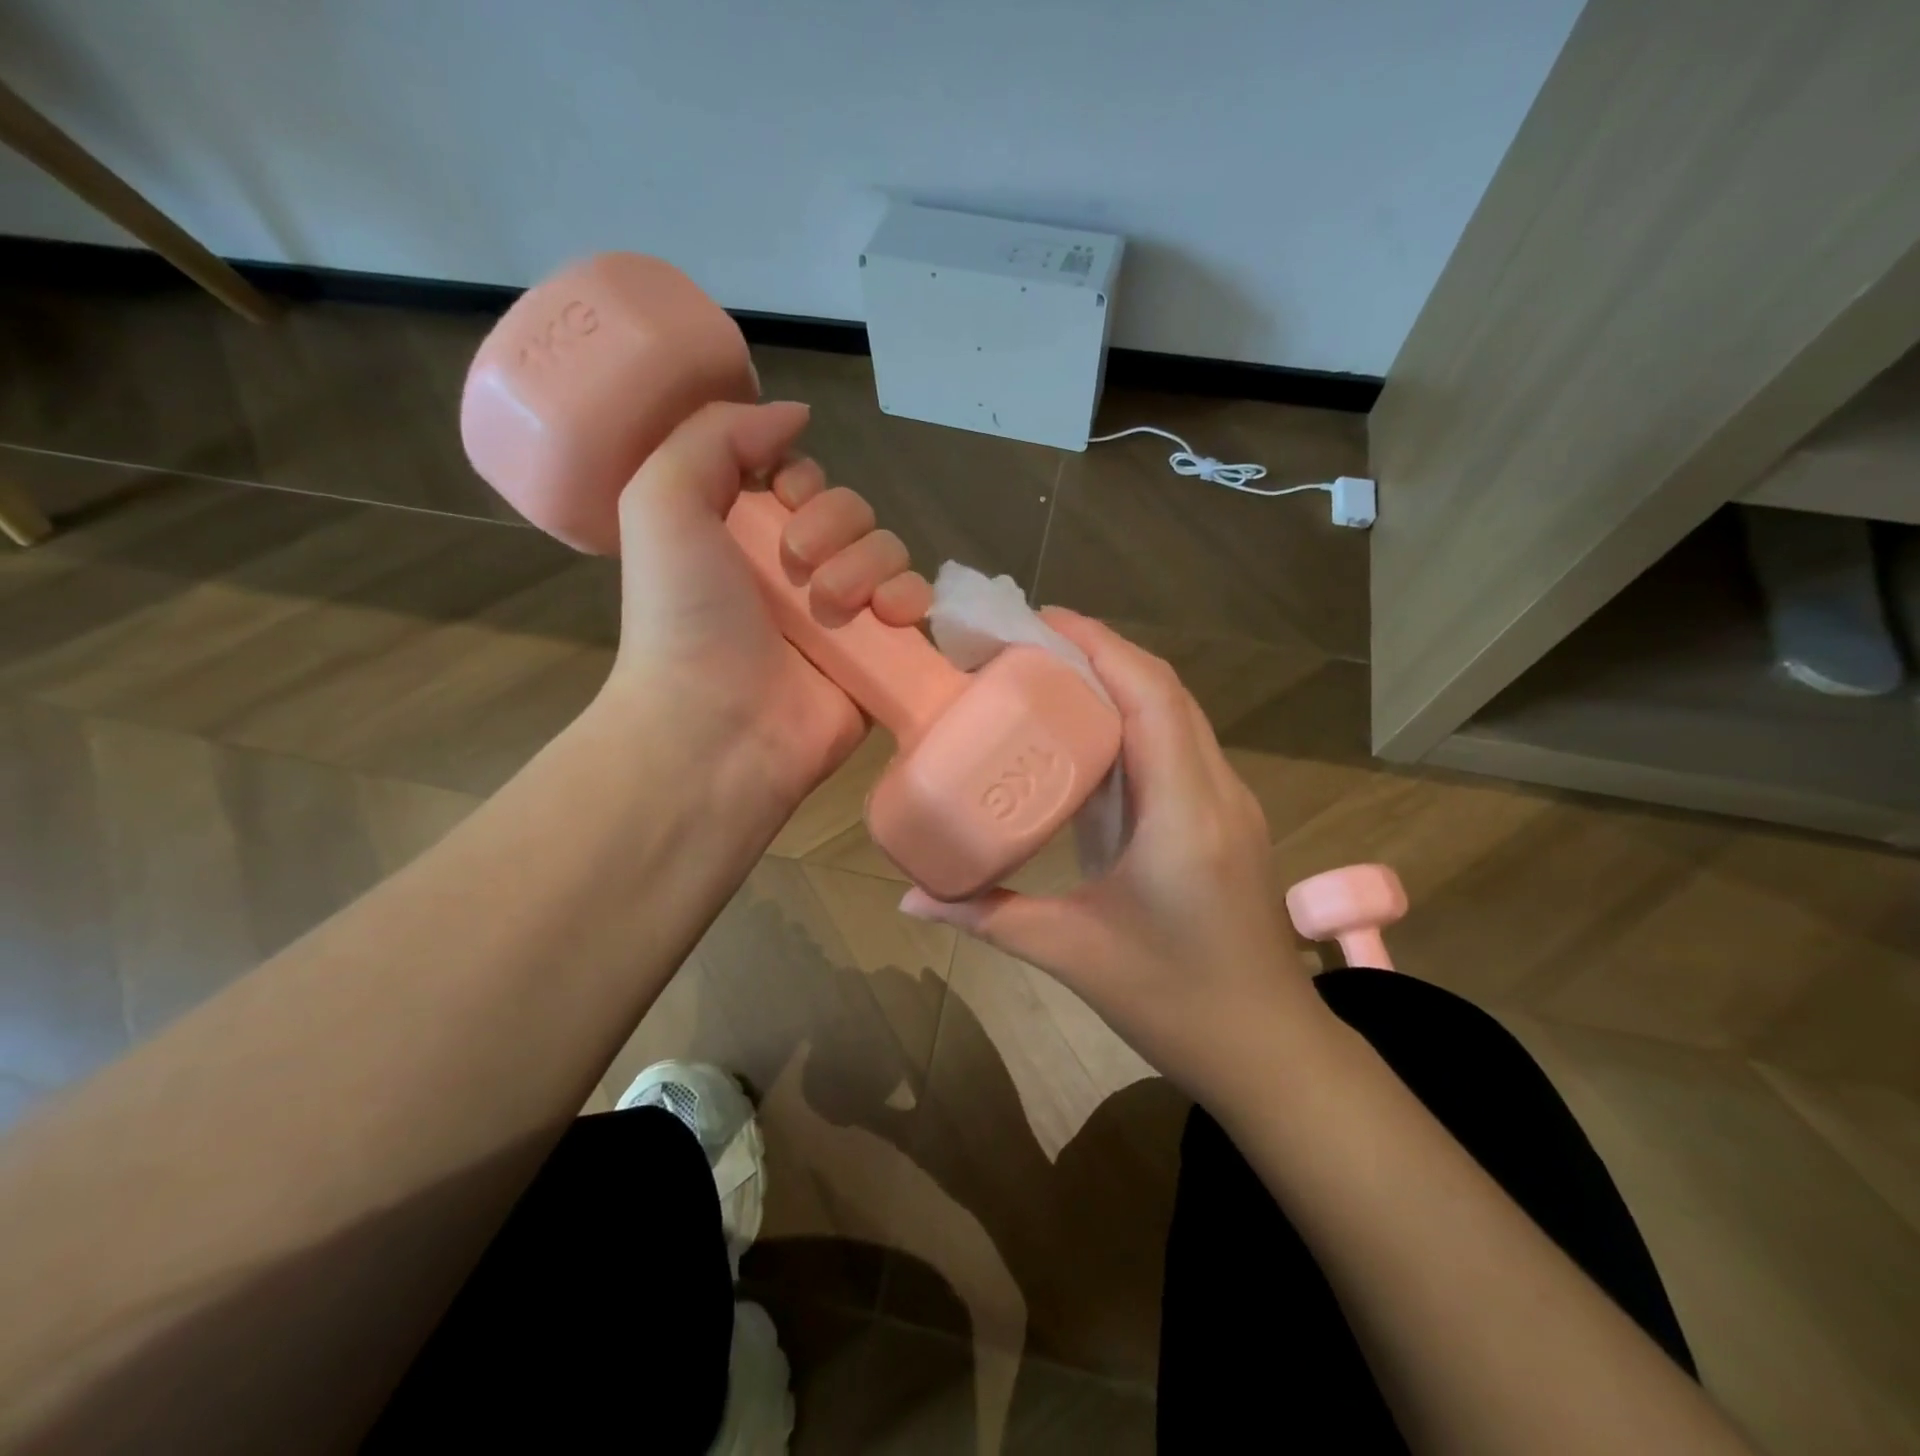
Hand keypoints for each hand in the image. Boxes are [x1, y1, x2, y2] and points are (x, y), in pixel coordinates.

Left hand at [601, 400, 932, 808]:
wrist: (716, 725)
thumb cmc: (684, 615)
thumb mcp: (662, 501)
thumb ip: (715, 435)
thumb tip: (794, 414)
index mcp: (748, 534)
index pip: (805, 480)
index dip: (804, 479)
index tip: (782, 497)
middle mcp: (799, 571)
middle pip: (853, 511)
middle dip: (833, 525)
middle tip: (797, 566)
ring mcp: (844, 615)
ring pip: (889, 550)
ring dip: (866, 565)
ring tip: (833, 606)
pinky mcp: (880, 654)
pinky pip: (918, 603)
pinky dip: (911, 599)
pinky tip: (888, 616)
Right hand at [900, 610, 1328, 1104]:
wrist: (1267, 1049)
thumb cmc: (1174, 1002)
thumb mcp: (1071, 955)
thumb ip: (988, 918)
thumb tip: (911, 897)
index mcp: (1183, 815)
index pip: (1151, 696)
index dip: (1099, 645)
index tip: (1039, 620)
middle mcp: (1217, 792)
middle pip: (1165, 690)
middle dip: (1100, 652)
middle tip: (1027, 646)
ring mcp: (1230, 802)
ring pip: (1177, 712)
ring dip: (1120, 682)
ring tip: (1050, 676)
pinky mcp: (1227, 817)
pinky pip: (1180, 744)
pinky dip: (1136, 718)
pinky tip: (1089, 735)